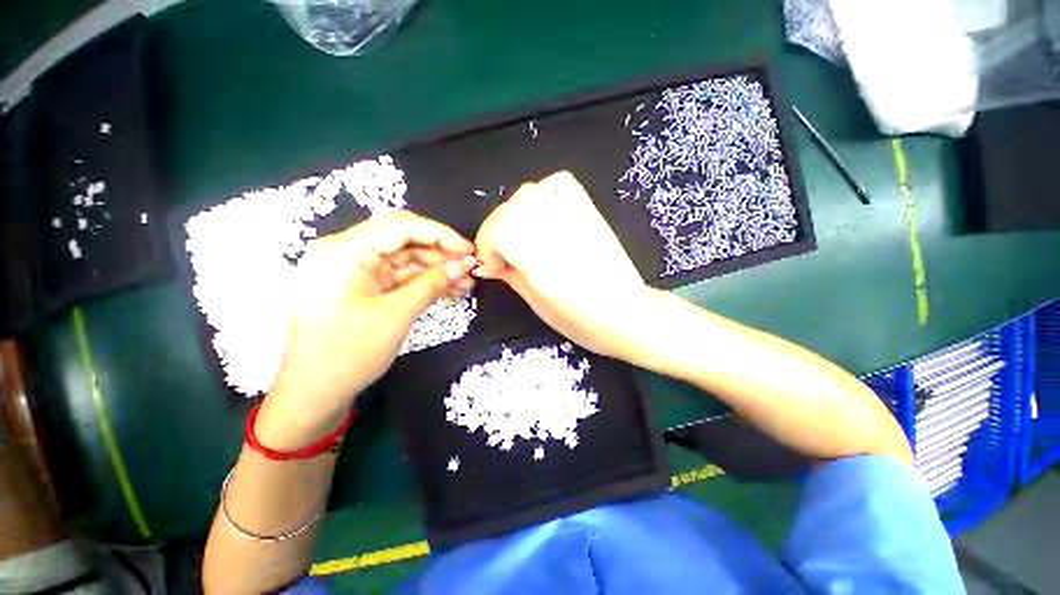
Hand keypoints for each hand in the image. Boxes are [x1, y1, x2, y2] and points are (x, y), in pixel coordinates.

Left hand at [258, 211, 476, 447]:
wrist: (316, 393)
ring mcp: (355, 270)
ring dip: (437, 269)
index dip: (440, 234)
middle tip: (471, 267)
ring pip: (406, 258)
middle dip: (441, 253)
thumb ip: (433, 284)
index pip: (400, 226)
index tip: (470, 249)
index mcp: (343, 251)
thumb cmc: (349, 353)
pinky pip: (401, 276)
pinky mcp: (365, 286)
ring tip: (466, 283)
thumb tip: (465, 264)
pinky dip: (425, 281)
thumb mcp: (396, 315)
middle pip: (404, 240)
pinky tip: (451, 289)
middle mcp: (347, 252)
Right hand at [475, 171, 657, 359]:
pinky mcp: (589, 211)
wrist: (627, 314)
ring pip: (528, 193)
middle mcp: (556, 232)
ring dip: (514, 213)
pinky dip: (543, 192)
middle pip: (509, 209)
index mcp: (542, 262)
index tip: (494, 267)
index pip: (498, 231)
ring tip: (521, 235)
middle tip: (504, 253)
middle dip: (496, 230)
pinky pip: (558, 184)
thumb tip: (491, 263)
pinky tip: (543, 213)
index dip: (487, 247)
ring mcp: (575, 216)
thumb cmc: (581, 321)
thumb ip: (510, 276)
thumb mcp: (537, 304)